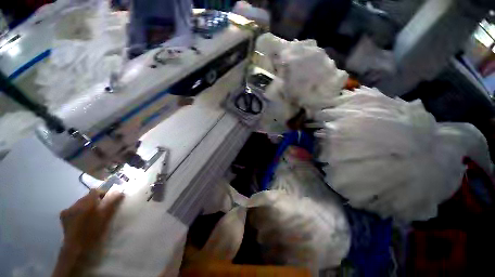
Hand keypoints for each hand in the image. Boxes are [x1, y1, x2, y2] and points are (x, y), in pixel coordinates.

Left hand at [53, 189, 123, 276]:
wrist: (77, 249)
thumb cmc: (93, 232)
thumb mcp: (106, 217)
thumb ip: (113, 203)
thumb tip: (121, 192)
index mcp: (87, 202)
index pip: (95, 191)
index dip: (103, 194)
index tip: (108, 200)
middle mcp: (76, 203)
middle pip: (87, 197)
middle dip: (94, 201)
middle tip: (101, 209)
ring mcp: (68, 210)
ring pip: (80, 203)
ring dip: (86, 206)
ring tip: (92, 216)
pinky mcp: (63, 217)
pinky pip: (73, 209)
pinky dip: (78, 211)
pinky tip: (82, 219)